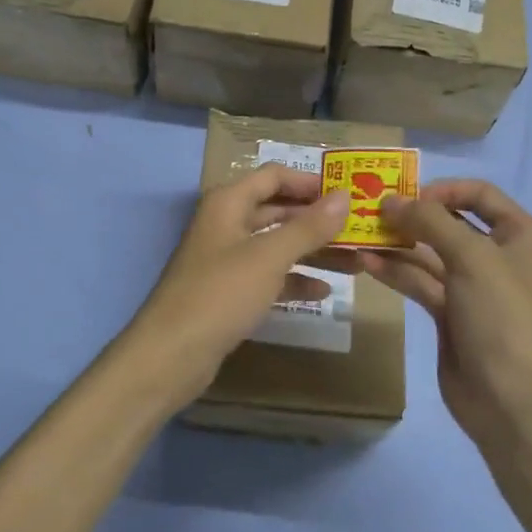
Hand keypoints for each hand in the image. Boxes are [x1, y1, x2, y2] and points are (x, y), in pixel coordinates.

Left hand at [116, 164, 349, 410]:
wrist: (171, 354)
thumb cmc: (221, 294)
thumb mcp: (269, 256)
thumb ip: (308, 226)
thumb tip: (344, 196)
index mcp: (229, 202)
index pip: (274, 176)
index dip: (310, 181)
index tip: (349, 193)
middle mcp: (226, 224)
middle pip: (278, 210)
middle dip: (317, 220)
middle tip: (359, 229)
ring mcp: (227, 259)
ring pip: (276, 245)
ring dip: (312, 252)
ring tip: (355, 262)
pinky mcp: (229, 292)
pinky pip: (269, 276)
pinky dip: (294, 280)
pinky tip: (325, 291)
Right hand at [357, 180, 531, 444]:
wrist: (512, 400)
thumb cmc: (502, 316)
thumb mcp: (471, 257)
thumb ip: (429, 221)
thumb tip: (390, 200)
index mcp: (522, 235)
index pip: (480, 195)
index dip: (443, 189)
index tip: (405, 194)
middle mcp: (500, 257)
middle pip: (451, 223)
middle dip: (413, 216)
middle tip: (370, 209)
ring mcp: (474, 288)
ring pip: (431, 254)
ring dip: (398, 243)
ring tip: (359, 232)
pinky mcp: (451, 314)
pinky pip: (421, 283)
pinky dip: (397, 271)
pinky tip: (366, 261)